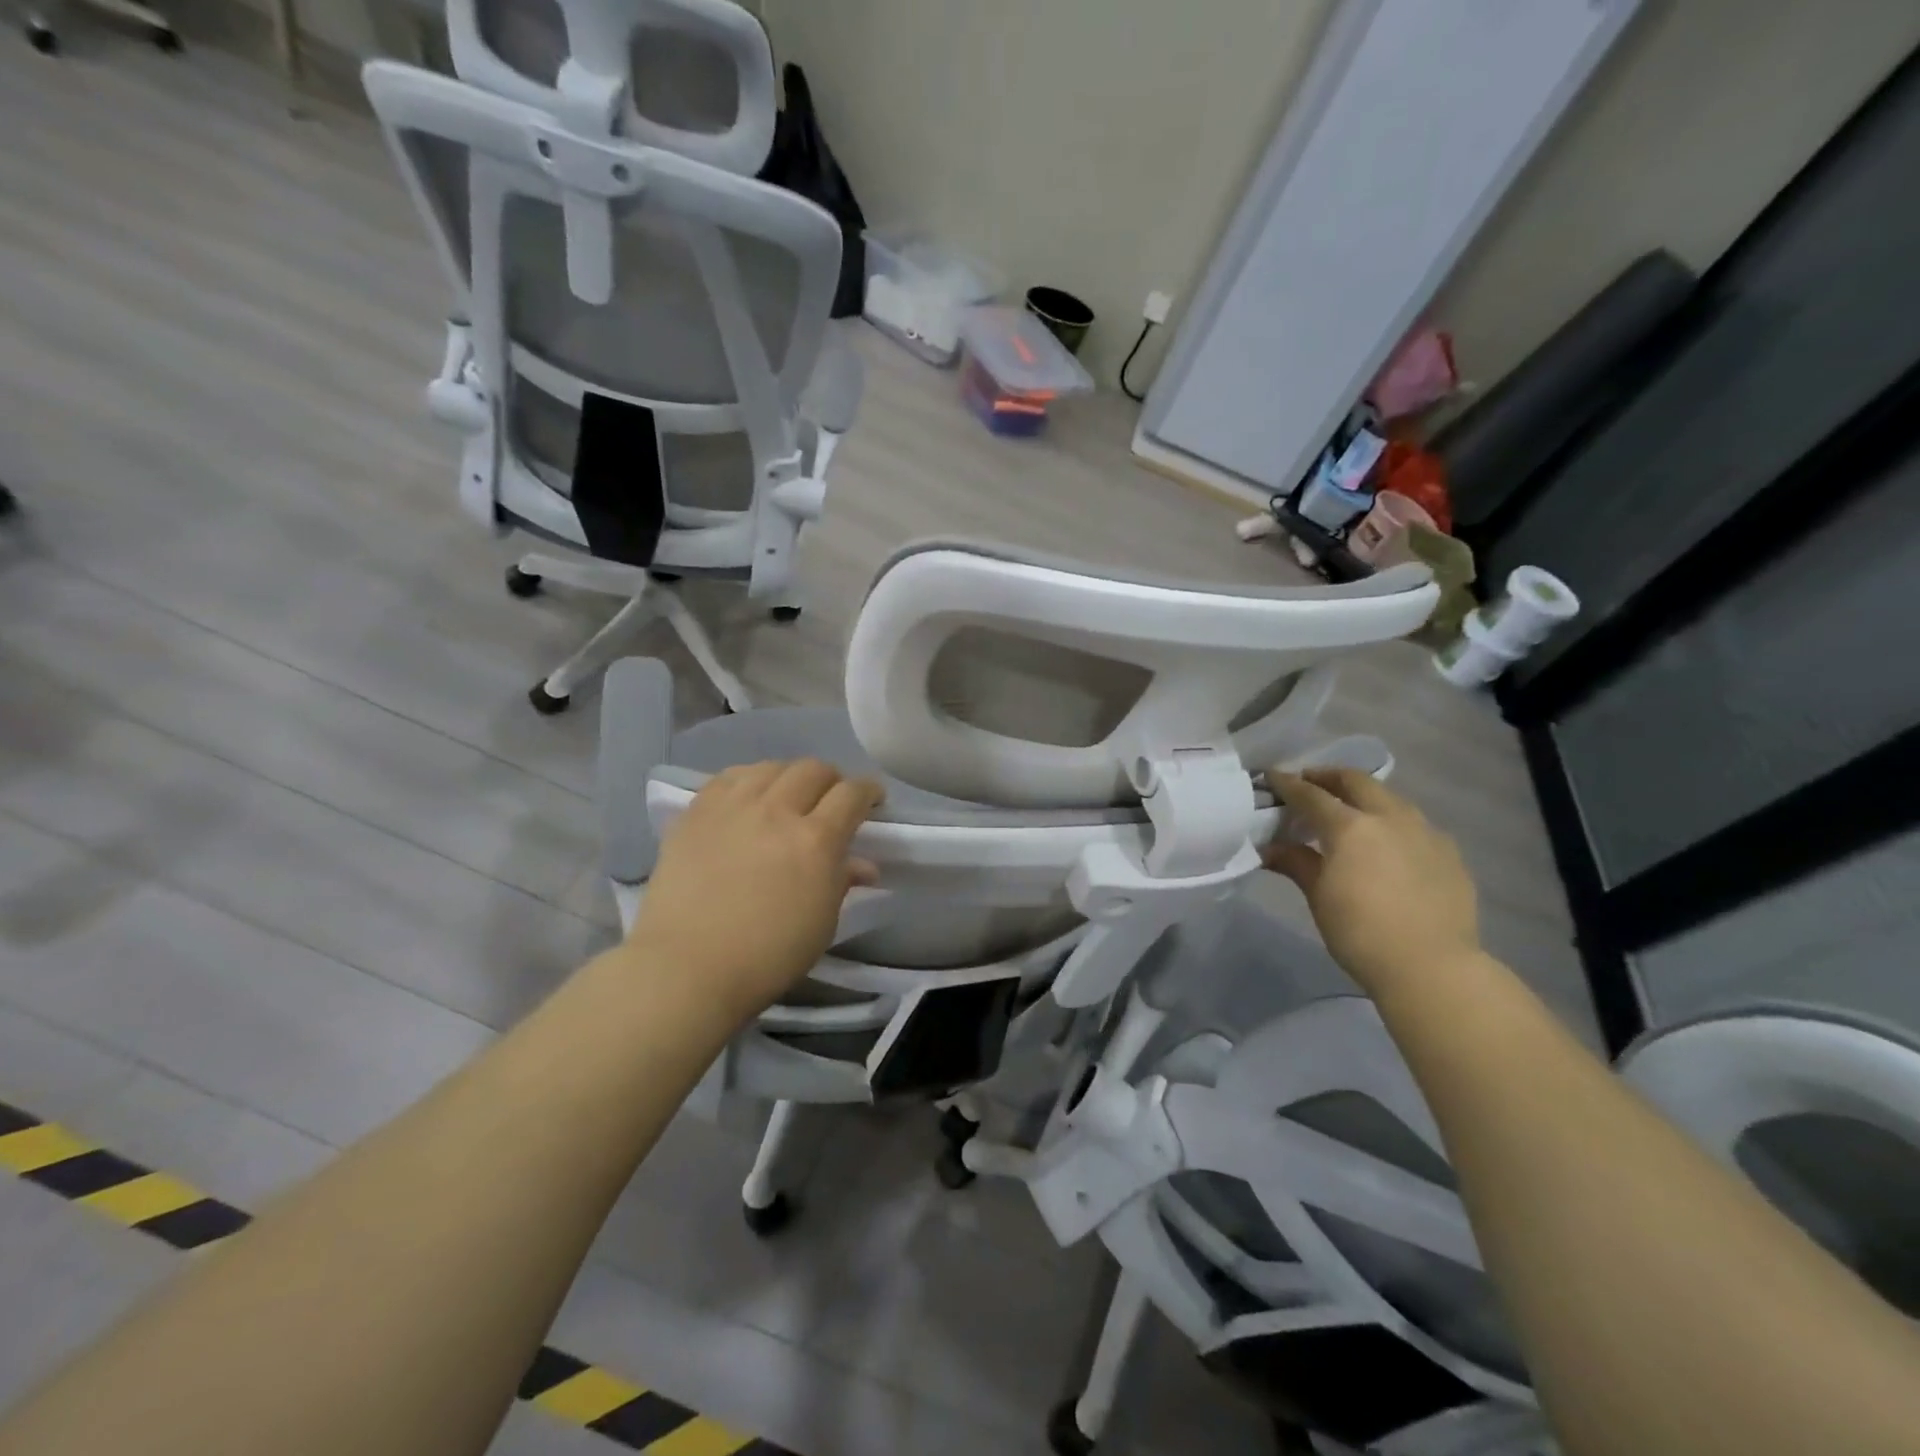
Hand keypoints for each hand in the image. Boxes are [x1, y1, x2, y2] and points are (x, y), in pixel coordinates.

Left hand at [629, 760, 882, 1025]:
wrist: (686, 968)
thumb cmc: (766, 957)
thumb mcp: (822, 924)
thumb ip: (842, 883)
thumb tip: (863, 864)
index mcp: (816, 840)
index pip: (851, 794)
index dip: (868, 791)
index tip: (873, 800)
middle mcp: (777, 810)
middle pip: (813, 770)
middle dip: (831, 780)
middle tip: (831, 800)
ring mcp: (732, 806)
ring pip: (771, 767)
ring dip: (790, 776)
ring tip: (788, 795)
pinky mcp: (696, 812)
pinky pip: (729, 777)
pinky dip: (749, 780)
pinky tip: (748, 796)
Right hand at [1262, 768, 1481, 999]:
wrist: (1432, 967)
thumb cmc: (1360, 932)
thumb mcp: (1319, 896)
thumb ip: (1296, 863)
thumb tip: (1269, 849)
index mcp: (1350, 826)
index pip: (1311, 795)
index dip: (1288, 784)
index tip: (1272, 777)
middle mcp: (1389, 818)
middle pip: (1356, 782)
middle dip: (1329, 777)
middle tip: (1310, 783)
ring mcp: (1425, 832)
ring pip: (1390, 798)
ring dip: (1365, 796)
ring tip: (1350, 811)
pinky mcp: (1449, 853)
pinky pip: (1415, 825)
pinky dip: (1393, 822)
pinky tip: (1388, 844)